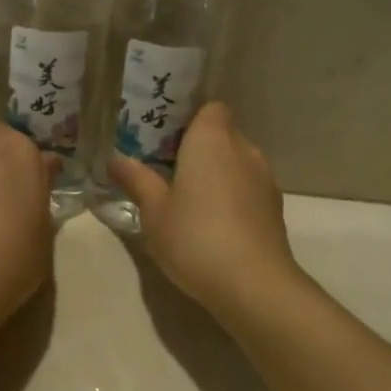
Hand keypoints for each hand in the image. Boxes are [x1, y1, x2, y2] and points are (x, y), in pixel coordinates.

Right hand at [108, 103, 302, 314]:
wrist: (253, 283)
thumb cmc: (195, 237)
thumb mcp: (154, 212)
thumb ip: (137, 181)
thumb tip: (115, 160)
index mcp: (212, 139)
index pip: (210, 108)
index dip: (189, 119)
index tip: (165, 139)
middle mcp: (243, 149)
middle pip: (223, 134)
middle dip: (200, 149)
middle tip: (168, 171)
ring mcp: (265, 179)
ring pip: (238, 163)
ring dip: (218, 175)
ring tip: (190, 200)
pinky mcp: (275, 208)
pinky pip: (249, 189)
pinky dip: (233, 197)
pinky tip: (215, 224)